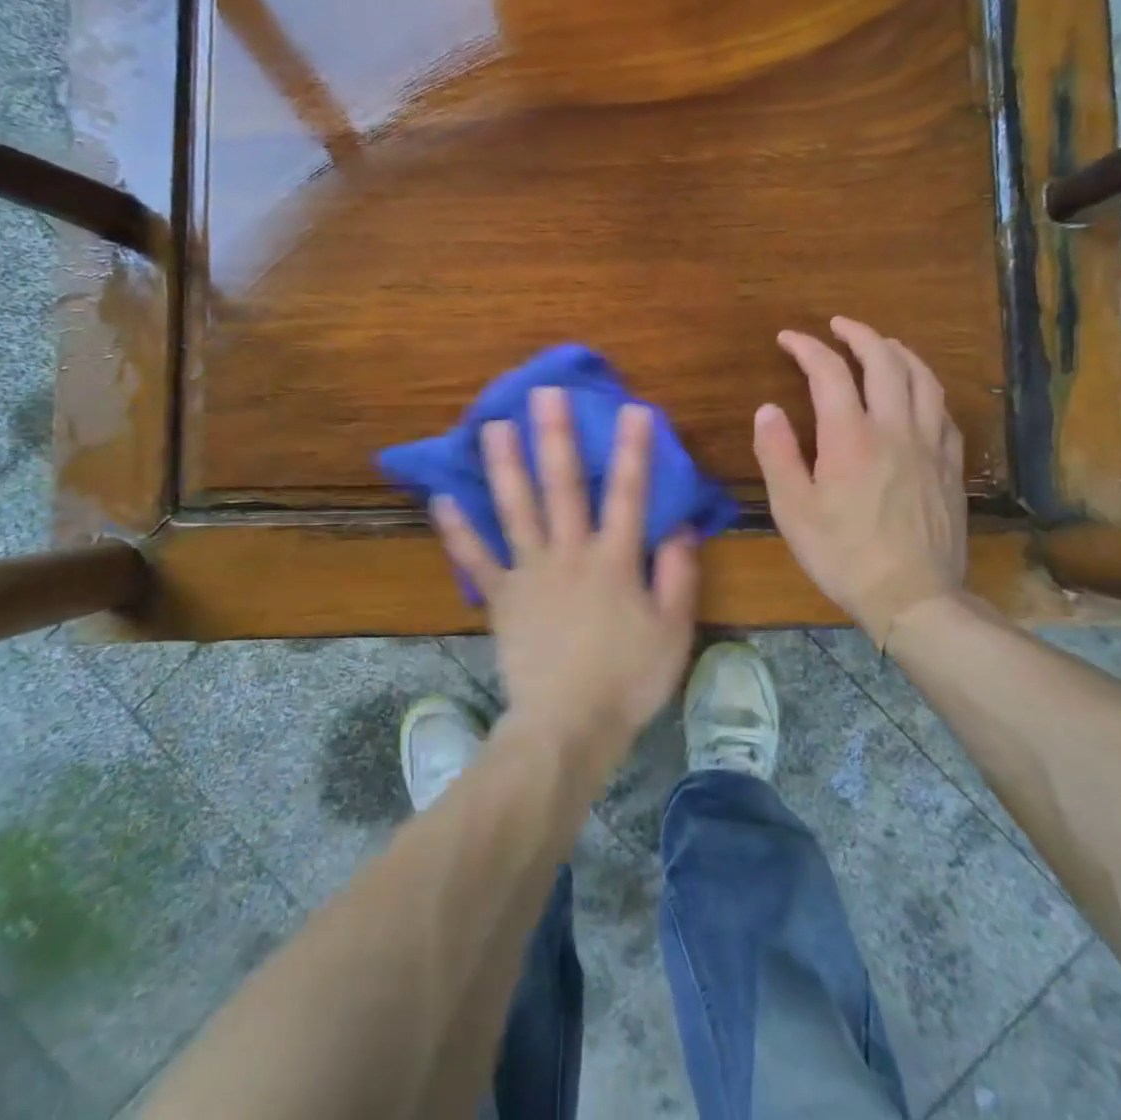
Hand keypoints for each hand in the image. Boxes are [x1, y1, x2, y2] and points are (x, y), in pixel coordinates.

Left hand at [432, 388, 699, 759]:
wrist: (568, 726)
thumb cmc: (627, 680)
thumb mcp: (672, 631)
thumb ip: (677, 574)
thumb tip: (678, 526)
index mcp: (614, 560)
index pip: (628, 494)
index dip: (633, 450)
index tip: (632, 408)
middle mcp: (569, 553)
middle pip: (562, 487)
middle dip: (555, 437)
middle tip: (545, 394)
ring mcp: (530, 573)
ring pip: (515, 510)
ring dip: (504, 466)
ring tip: (492, 426)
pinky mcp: (501, 597)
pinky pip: (476, 559)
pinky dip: (458, 530)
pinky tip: (442, 498)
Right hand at [753, 316, 966, 643]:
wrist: (912, 597)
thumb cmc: (843, 555)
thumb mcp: (793, 509)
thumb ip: (777, 454)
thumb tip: (767, 409)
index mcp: (851, 436)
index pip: (829, 372)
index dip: (807, 347)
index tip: (788, 338)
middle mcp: (895, 428)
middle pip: (884, 361)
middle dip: (859, 334)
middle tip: (838, 326)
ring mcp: (930, 445)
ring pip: (923, 379)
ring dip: (899, 352)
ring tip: (882, 345)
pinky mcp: (951, 465)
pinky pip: (943, 411)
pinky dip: (926, 388)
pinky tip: (918, 394)